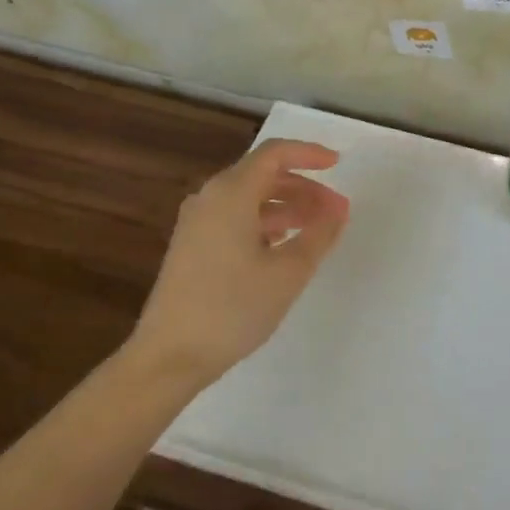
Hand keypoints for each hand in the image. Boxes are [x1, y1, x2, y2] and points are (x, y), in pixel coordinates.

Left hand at [129, 140, 350, 389]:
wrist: (171, 355)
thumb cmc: (233, 308)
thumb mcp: (288, 272)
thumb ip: (319, 235)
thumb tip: (337, 210)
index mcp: (231, 194)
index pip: (274, 154)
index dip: (309, 154)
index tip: (338, 164)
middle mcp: (210, 198)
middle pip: (262, 175)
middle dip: (304, 187)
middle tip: (336, 211)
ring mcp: (197, 222)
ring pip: (250, 199)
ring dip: (287, 207)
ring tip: (318, 230)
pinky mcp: (192, 245)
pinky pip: (236, 218)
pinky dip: (266, 222)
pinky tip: (284, 246)